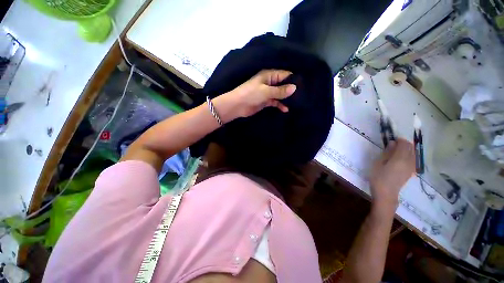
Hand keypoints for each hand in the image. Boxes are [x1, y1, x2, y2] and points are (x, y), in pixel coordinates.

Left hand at [212, 70, 296, 121]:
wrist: (236, 106)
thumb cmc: (250, 94)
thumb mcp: (266, 91)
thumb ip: (281, 90)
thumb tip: (295, 88)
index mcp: (269, 75)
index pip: (285, 74)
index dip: (294, 80)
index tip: (305, 86)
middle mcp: (270, 81)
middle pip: (284, 84)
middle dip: (292, 89)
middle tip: (304, 96)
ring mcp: (268, 91)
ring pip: (281, 93)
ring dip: (287, 98)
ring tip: (298, 103)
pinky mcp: (266, 100)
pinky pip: (277, 101)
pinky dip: (281, 104)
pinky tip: (286, 109)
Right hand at [369, 139, 414, 211]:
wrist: (385, 197)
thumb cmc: (379, 180)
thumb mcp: (378, 164)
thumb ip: (387, 152)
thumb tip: (393, 143)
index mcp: (400, 157)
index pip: (403, 143)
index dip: (399, 140)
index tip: (392, 141)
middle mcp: (408, 161)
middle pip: (410, 147)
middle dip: (404, 144)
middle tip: (396, 146)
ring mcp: (410, 168)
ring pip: (413, 154)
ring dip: (408, 150)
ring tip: (400, 153)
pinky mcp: (410, 173)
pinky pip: (413, 161)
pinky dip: (410, 158)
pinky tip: (404, 161)